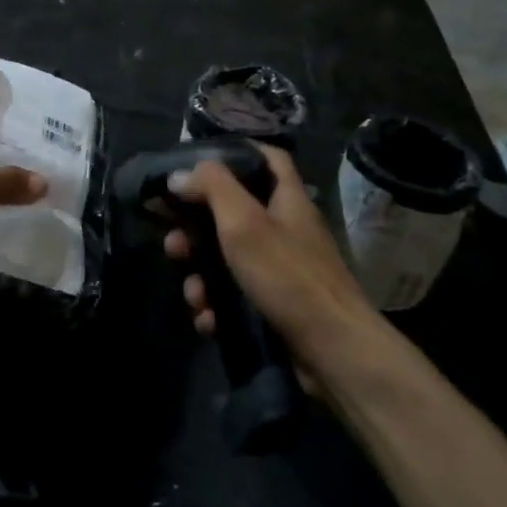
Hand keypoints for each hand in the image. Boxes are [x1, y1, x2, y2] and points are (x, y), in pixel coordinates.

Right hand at [165, 143, 371, 360]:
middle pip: (233, 213)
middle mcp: (285, 231)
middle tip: (172, 240)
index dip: (237, 153)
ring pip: (227, 260)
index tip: (198, 161)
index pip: (268, 159)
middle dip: (196, 228)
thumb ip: (212, 188)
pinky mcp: (274, 308)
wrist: (334, 353)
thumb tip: (178, 175)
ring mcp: (280, 272)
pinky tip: (207, 319)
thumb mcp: (244, 222)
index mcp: (287, 201)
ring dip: (200, 275)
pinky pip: (234, 298)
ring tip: (192, 293)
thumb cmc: (288, 276)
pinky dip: (216, 307)